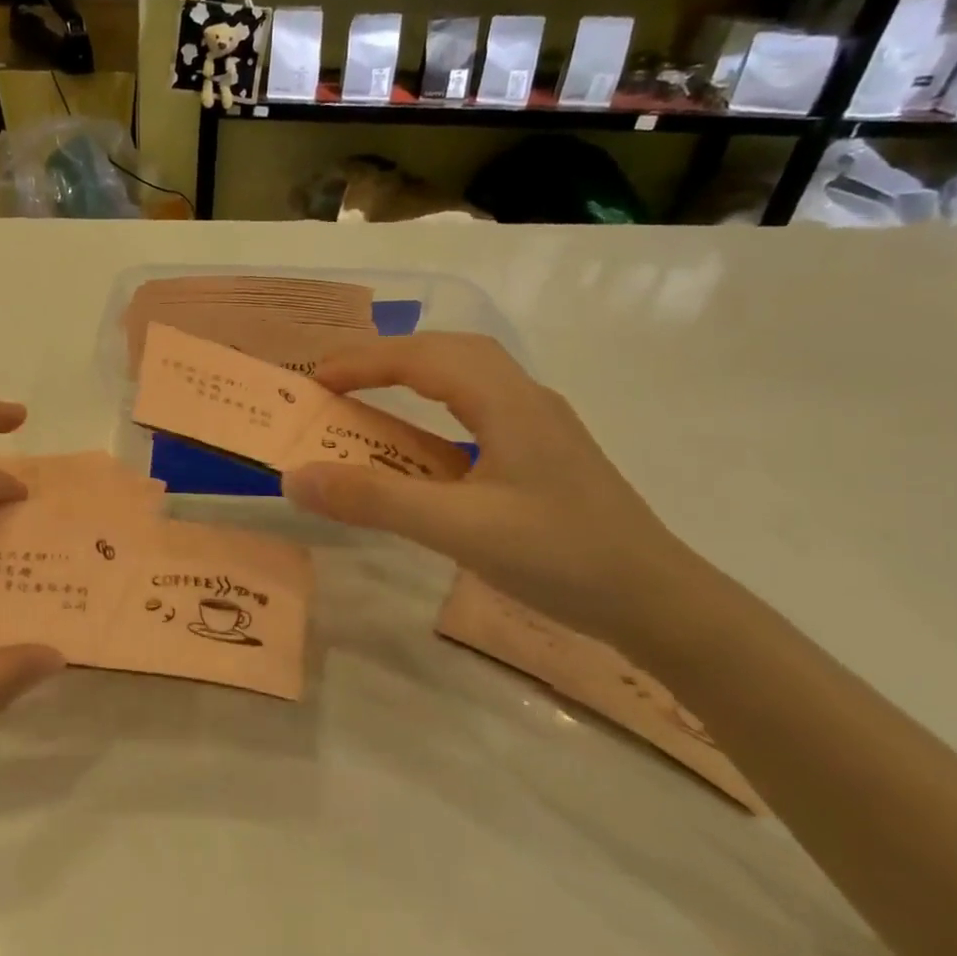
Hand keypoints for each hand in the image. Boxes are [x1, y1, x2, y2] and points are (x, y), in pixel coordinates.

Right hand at [282, 334, 706, 647]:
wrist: (660, 604)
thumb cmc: (561, 558)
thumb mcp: (458, 529)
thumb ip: (374, 500)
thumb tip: (296, 477)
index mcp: (508, 402)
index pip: (424, 357)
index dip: (364, 361)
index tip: (315, 380)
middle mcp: (527, 400)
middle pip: (451, 352)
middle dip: (388, 357)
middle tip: (339, 381)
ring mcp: (542, 427)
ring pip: (470, 377)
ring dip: (416, 376)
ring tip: (373, 398)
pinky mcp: (546, 456)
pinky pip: (480, 409)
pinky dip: (438, 408)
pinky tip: (428, 446)